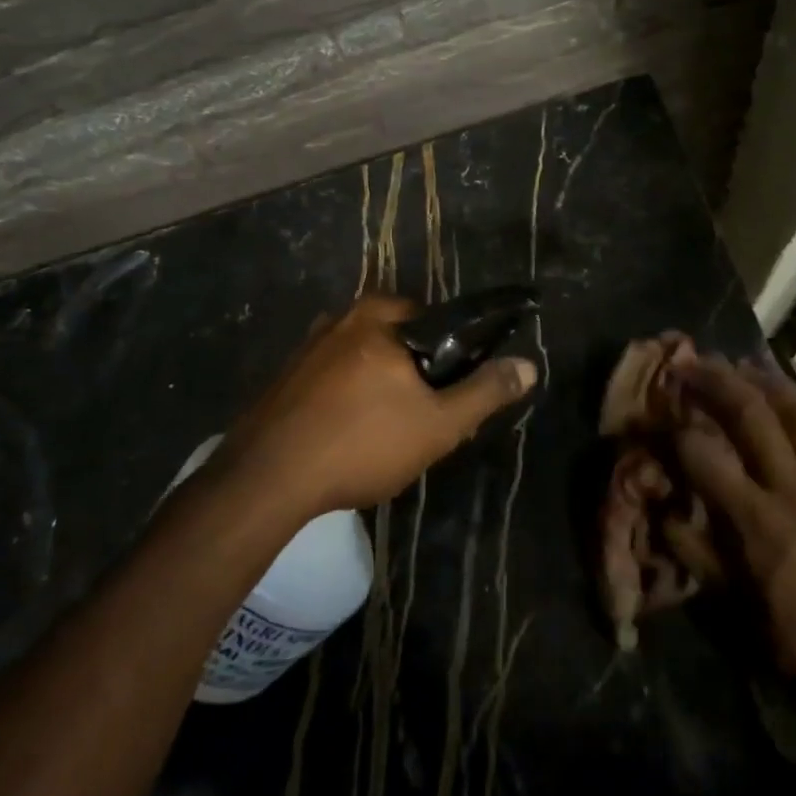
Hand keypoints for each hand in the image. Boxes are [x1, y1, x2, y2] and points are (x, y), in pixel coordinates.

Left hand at [224, 295, 537, 513]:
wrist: (266, 479)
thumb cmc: (361, 442)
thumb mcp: (437, 424)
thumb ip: (485, 392)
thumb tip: (528, 365)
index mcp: (380, 315)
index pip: (435, 322)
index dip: (451, 359)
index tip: (449, 397)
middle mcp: (341, 318)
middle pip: (398, 341)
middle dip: (413, 376)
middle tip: (419, 420)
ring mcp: (307, 346)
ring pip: (364, 361)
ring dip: (379, 389)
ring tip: (382, 436)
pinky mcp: (284, 376)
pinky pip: (333, 379)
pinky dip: (347, 400)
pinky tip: (345, 437)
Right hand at [667, 355, 795, 711]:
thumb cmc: (793, 639)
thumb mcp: (731, 603)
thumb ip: (693, 549)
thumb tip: (662, 507)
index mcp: (758, 524)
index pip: (707, 456)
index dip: (677, 428)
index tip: (660, 412)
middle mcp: (795, 492)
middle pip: (752, 416)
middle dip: (715, 382)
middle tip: (690, 363)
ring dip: (761, 381)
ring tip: (736, 361)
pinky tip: (782, 392)